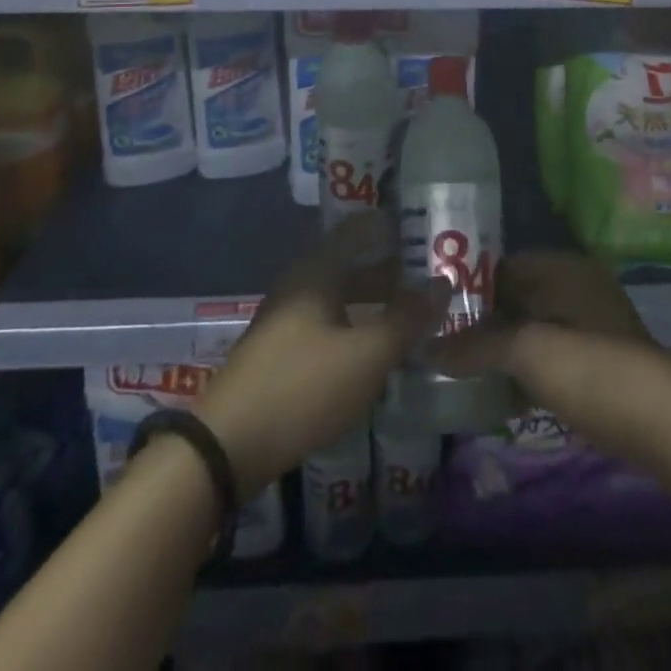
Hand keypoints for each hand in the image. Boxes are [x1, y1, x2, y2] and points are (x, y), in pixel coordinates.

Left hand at [199, 217, 450, 495]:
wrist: (227, 446)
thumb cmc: (302, 386)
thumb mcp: (366, 355)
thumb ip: (407, 318)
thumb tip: (443, 283)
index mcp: (317, 270)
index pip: (357, 228)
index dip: (388, 225)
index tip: (422, 227)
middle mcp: (300, 284)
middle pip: (351, 263)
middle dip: (390, 268)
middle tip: (430, 276)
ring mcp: (287, 318)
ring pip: (341, 297)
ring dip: (375, 301)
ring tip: (414, 313)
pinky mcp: (282, 351)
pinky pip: (329, 323)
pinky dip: (357, 326)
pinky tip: (378, 349)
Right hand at [430, 251, 670, 470]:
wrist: (665, 426)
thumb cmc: (590, 371)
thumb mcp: (527, 352)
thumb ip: (476, 345)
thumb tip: (427, 349)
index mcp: (563, 268)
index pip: (501, 265)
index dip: (467, 288)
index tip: (435, 314)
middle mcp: (577, 286)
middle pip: (516, 297)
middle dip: (483, 322)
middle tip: (444, 346)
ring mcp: (591, 323)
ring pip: (533, 327)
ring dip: (503, 348)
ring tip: (465, 371)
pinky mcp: (599, 359)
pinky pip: (550, 353)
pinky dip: (527, 368)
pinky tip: (503, 393)